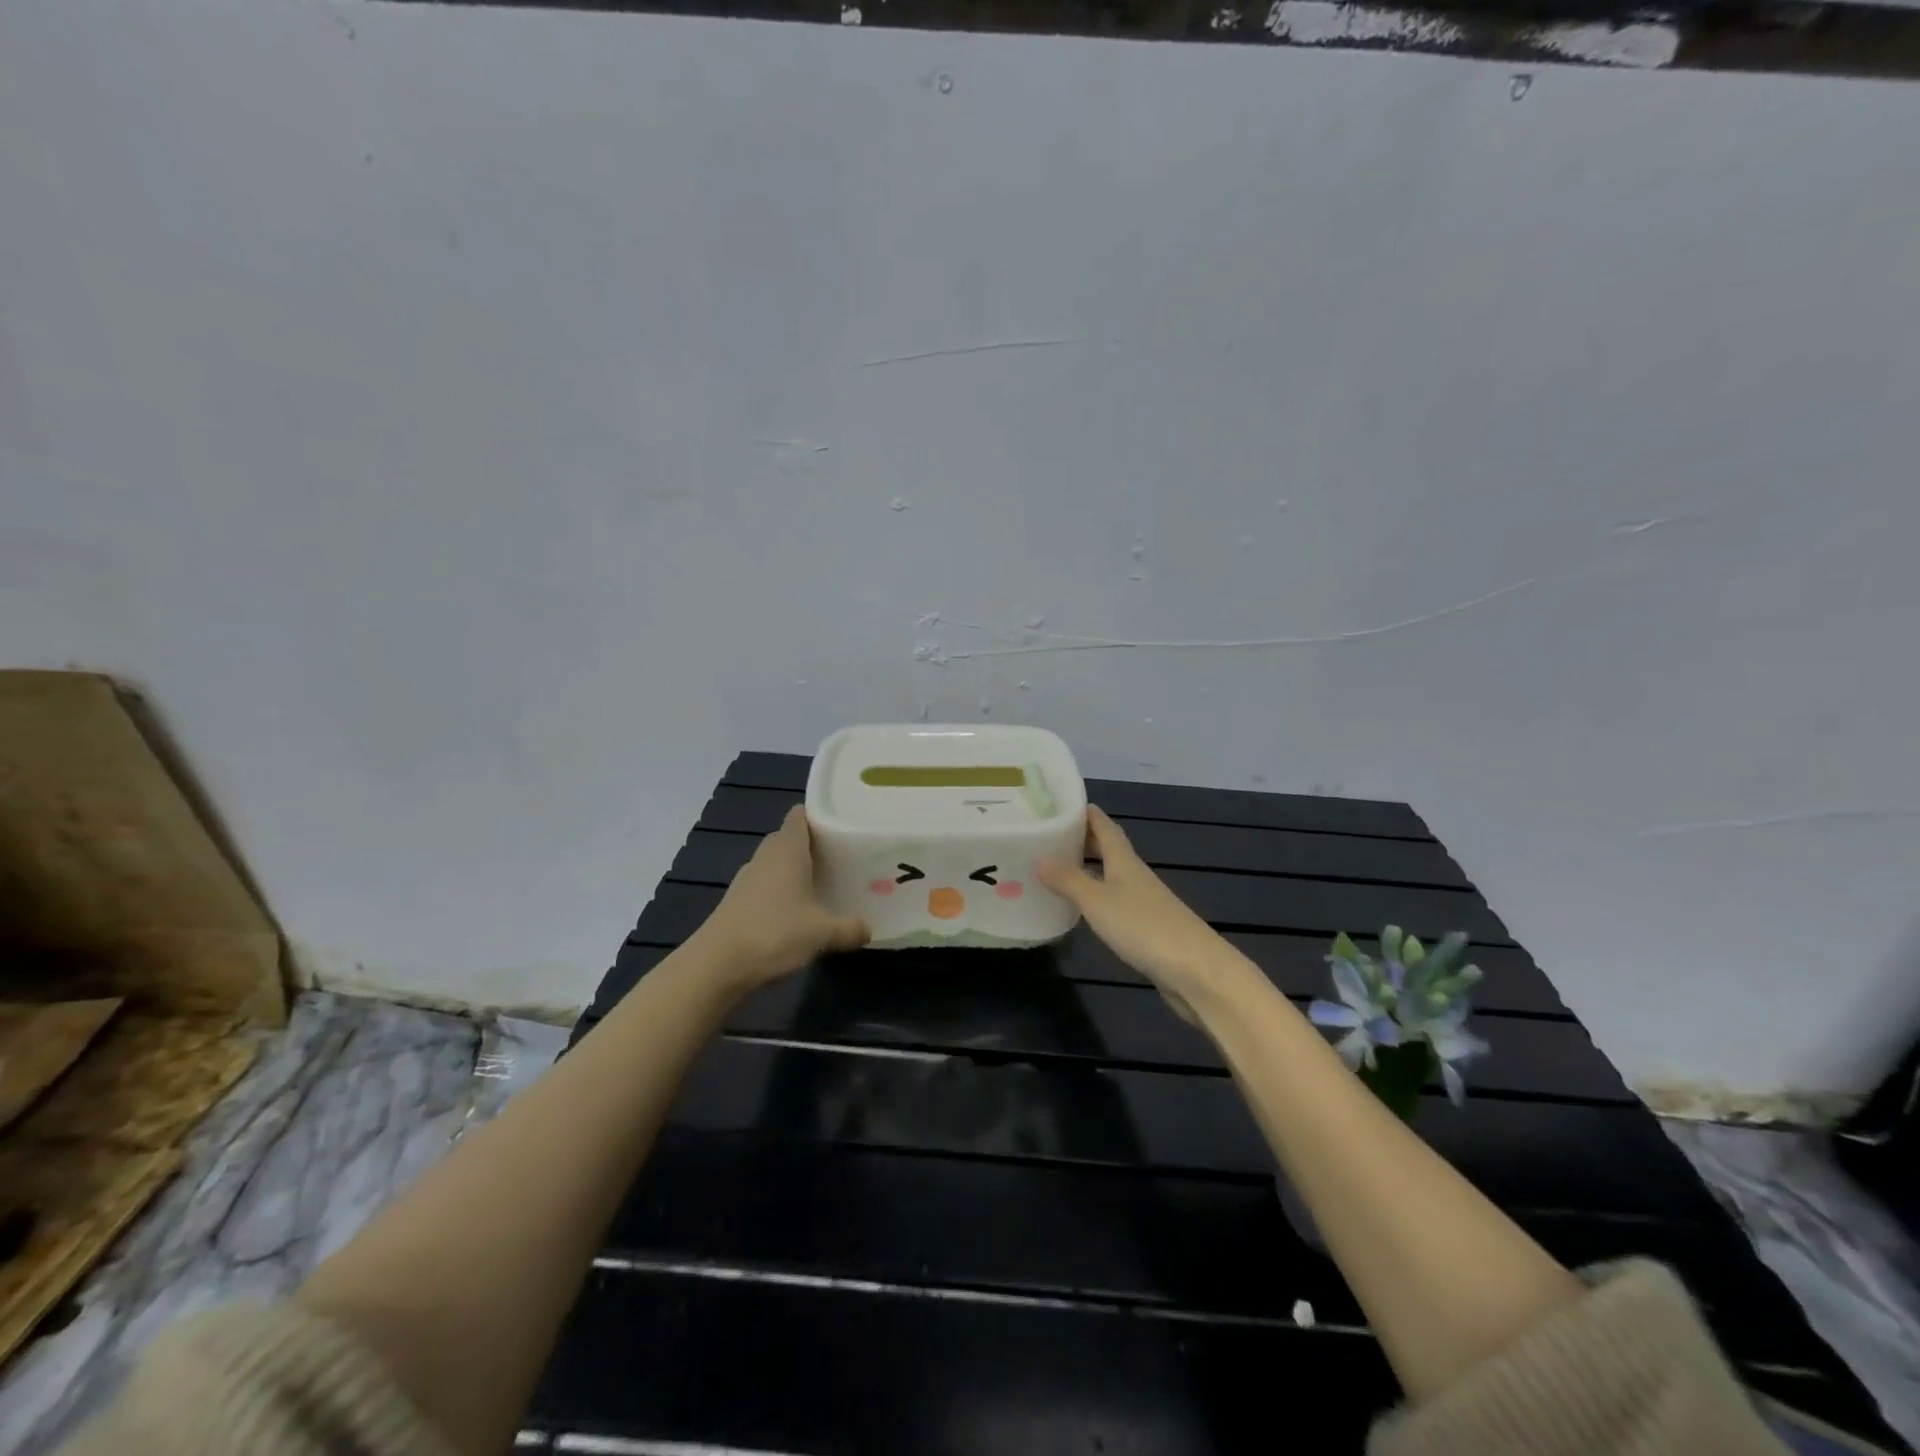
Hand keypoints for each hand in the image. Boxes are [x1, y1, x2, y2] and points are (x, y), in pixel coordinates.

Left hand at [688, 807, 868, 988]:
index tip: (841, 826)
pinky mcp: (736, 901)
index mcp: (788, 850)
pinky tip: (795, 913)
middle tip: (839, 859)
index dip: (818, 815)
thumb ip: (849, 928)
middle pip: (788, 838)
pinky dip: (779, 892)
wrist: (716, 966)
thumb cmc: (774, 934)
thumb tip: (868, 930)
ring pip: (775, 863)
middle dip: (812, 846)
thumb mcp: (822, 933)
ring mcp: (747, 879)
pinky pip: (764, 885)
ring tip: (822, 886)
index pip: (799, 815)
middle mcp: (766, 857)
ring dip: (794, 870)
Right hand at [1039, 808, 1235, 1004]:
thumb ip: (1068, 880)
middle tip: (1051, 837)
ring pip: (1112, 876)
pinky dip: (1096, 897)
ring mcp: (1143, 902)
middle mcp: (1135, 875)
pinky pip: (1115, 902)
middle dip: (1084, 840)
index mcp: (1124, 861)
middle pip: (1109, 849)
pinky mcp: (1147, 928)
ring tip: (1059, 869)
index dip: (1086, 814)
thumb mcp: (1097, 901)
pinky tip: (1083, 908)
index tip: (1062, 804)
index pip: (1104, 827)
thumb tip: (1039, 857)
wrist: (1195, 971)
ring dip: (1089, 869)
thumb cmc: (1143, 927)